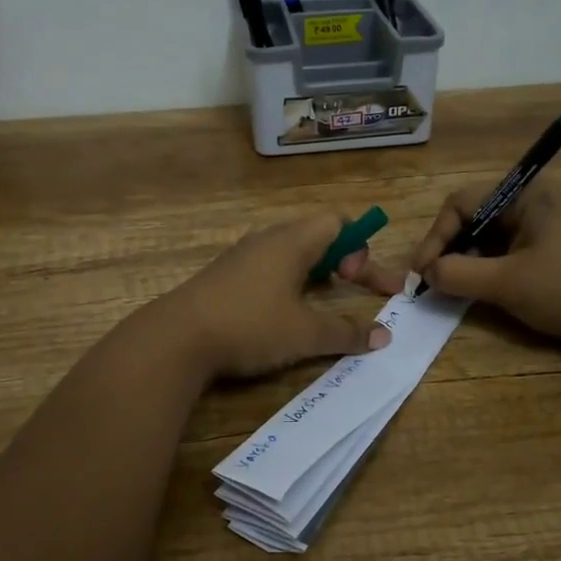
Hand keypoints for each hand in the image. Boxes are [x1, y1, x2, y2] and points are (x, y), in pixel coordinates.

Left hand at [152, 213, 404, 379]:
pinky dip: (287, 283)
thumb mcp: (305, 334)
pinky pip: (266, 268)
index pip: (336, 221)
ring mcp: (241, 257)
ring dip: (313, 273)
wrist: (176, 339)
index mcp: (291, 241)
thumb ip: (347, 333)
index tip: (356, 280)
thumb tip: (384, 336)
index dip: (358, 246)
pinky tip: (281, 314)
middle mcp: (266, 240)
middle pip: (315, 235)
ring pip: (289, 253)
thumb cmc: (249, 326)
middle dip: (341, 260)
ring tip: (321, 301)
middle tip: (352, 286)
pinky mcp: (223, 277)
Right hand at [410, 179, 560, 353]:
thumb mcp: (507, 283)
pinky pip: (507, 252)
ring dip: (466, 261)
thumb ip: (458, 275)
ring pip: (489, 237)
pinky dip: (487, 269)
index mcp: (525, 195)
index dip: (435, 236)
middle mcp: (533, 202)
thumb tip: (426, 273)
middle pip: (473, 217)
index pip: (461, 203)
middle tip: (431, 281)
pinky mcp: (551, 251)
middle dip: (449, 249)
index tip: (422, 272)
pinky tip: (476, 291)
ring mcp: (544, 227)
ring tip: (449, 288)